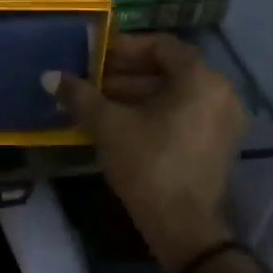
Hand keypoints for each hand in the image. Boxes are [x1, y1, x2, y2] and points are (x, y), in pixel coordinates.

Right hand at [46, 33, 245, 272]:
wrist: (183, 227)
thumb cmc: (148, 163)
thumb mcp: (108, 125)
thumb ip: (80, 95)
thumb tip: (50, 76)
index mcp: (200, 78)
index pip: (160, 45)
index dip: (124, 47)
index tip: (95, 56)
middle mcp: (220, 92)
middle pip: (168, 69)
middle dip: (126, 72)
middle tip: (91, 79)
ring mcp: (223, 120)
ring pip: (174, 93)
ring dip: (136, 93)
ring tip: (98, 102)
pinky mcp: (217, 144)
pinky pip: (183, 113)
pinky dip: (154, 112)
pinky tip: (119, 123)